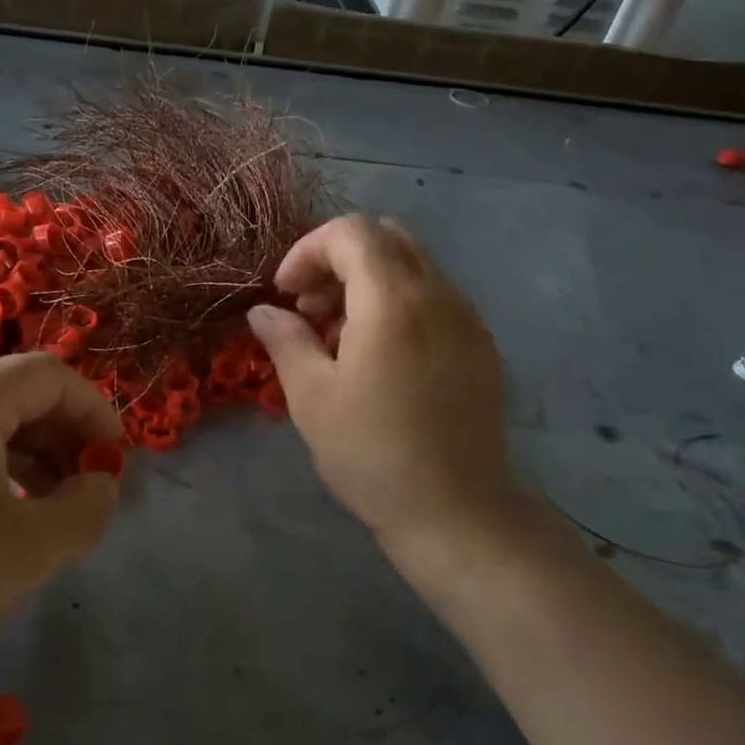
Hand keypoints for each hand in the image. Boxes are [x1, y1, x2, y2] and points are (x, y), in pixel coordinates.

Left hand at [0, 354, 122, 728]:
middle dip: (60, 437)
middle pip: (10, 393)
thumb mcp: (30, 551)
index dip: (94, 411)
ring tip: (43, 511)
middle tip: (84, 492)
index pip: (48, 375)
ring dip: (23, 454)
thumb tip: (99, 481)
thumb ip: (87, 507)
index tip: (114, 461)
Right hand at [249, 216, 521, 577]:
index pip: (351, 232)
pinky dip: (398, 302)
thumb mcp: (311, 397)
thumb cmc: (371, 454)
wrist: (456, 511)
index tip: (285, 294)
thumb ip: (285, 340)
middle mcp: (439, 294)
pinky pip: (435, 297)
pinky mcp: (481, 345)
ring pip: (414, 266)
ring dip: (368, 280)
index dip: (307, 250)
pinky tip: (379, 354)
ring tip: (338, 335)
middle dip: (338, 258)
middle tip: (310, 307)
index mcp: (394, 301)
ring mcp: (468, 318)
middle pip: (387, 237)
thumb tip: (264, 311)